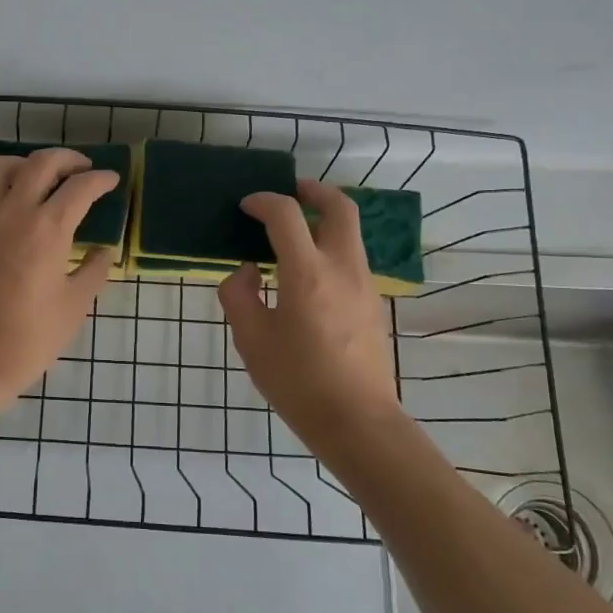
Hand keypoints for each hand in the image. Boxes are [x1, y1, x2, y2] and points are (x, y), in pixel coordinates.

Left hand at [0, 148, 118, 415]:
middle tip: (82, 170)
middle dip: (68, 159)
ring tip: (37, 178)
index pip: (81, 187)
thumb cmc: (29, 338)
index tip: (112, 181)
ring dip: (23, 164)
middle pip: (42, 163)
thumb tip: (105, 251)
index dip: (101, 179)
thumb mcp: (75, 306)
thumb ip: (95, 271)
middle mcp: (13, 212)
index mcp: (48, 229)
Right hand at [219, 180, 404, 443]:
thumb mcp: (251, 340)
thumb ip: (239, 296)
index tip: (246, 206)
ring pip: (350, 231)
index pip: (286, 215)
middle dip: (314, 191)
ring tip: (295, 230)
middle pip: (339, 207)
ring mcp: (364, 284)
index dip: (263, 201)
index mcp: (307, 272)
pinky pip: (352, 257)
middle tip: (291, 192)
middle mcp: (342, 267)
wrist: (358, 421)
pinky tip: (308, 270)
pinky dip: (331, 245)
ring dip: (324, 219)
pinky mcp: (373, 302)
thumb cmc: (298, 381)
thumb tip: (246, 272)